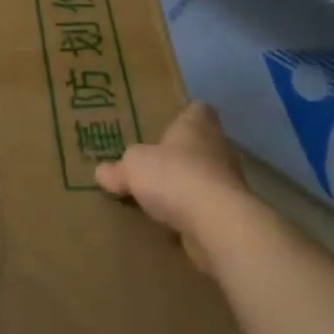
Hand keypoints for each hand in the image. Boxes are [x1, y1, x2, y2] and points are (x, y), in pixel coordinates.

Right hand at [96, 101, 256, 273]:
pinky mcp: (232, 214)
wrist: (217, 223)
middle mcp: (219, 148)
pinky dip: (194, 214)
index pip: (198, 109)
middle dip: (183, 154)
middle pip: (203, 144)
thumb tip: (102, 172)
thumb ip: (118, 169)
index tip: (169, 123)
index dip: (185, 114)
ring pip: (207, 177)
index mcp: (197, 126)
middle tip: (156, 163)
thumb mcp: (133, 167)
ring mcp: (230, 182)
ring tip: (162, 197)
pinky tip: (173, 224)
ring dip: (189, 186)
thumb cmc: (174, 176)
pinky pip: (209, 208)